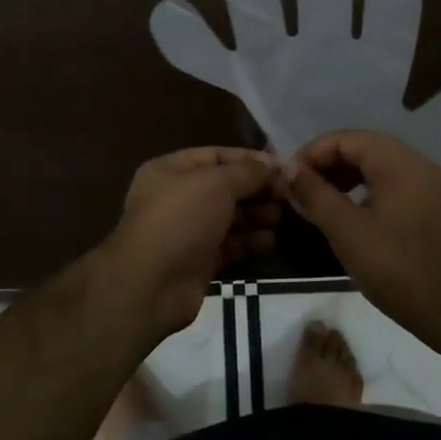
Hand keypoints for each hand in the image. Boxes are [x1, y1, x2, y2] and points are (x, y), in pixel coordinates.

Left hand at [98, 147, 282, 340]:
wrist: (151, 284)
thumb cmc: (181, 219)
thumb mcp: (216, 184)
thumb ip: (248, 172)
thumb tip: (275, 165)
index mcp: (171, 170)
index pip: (216, 156)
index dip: (249, 160)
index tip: (282, 168)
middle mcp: (177, 197)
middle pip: (225, 187)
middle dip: (256, 190)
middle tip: (289, 195)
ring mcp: (187, 231)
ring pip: (228, 217)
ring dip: (256, 216)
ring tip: (284, 217)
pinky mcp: (197, 261)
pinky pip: (229, 245)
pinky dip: (249, 242)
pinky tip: (271, 241)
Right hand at [285, 129, 440, 334]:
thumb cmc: (395, 267)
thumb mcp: (345, 230)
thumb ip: (314, 193)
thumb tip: (287, 169)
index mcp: (399, 162)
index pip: (346, 139)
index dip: (313, 153)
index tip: (289, 177)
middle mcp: (416, 163)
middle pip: (362, 146)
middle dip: (327, 162)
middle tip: (299, 187)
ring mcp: (426, 183)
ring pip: (375, 163)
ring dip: (343, 174)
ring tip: (317, 198)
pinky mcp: (429, 203)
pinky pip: (389, 181)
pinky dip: (363, 187)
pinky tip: (345, 210)